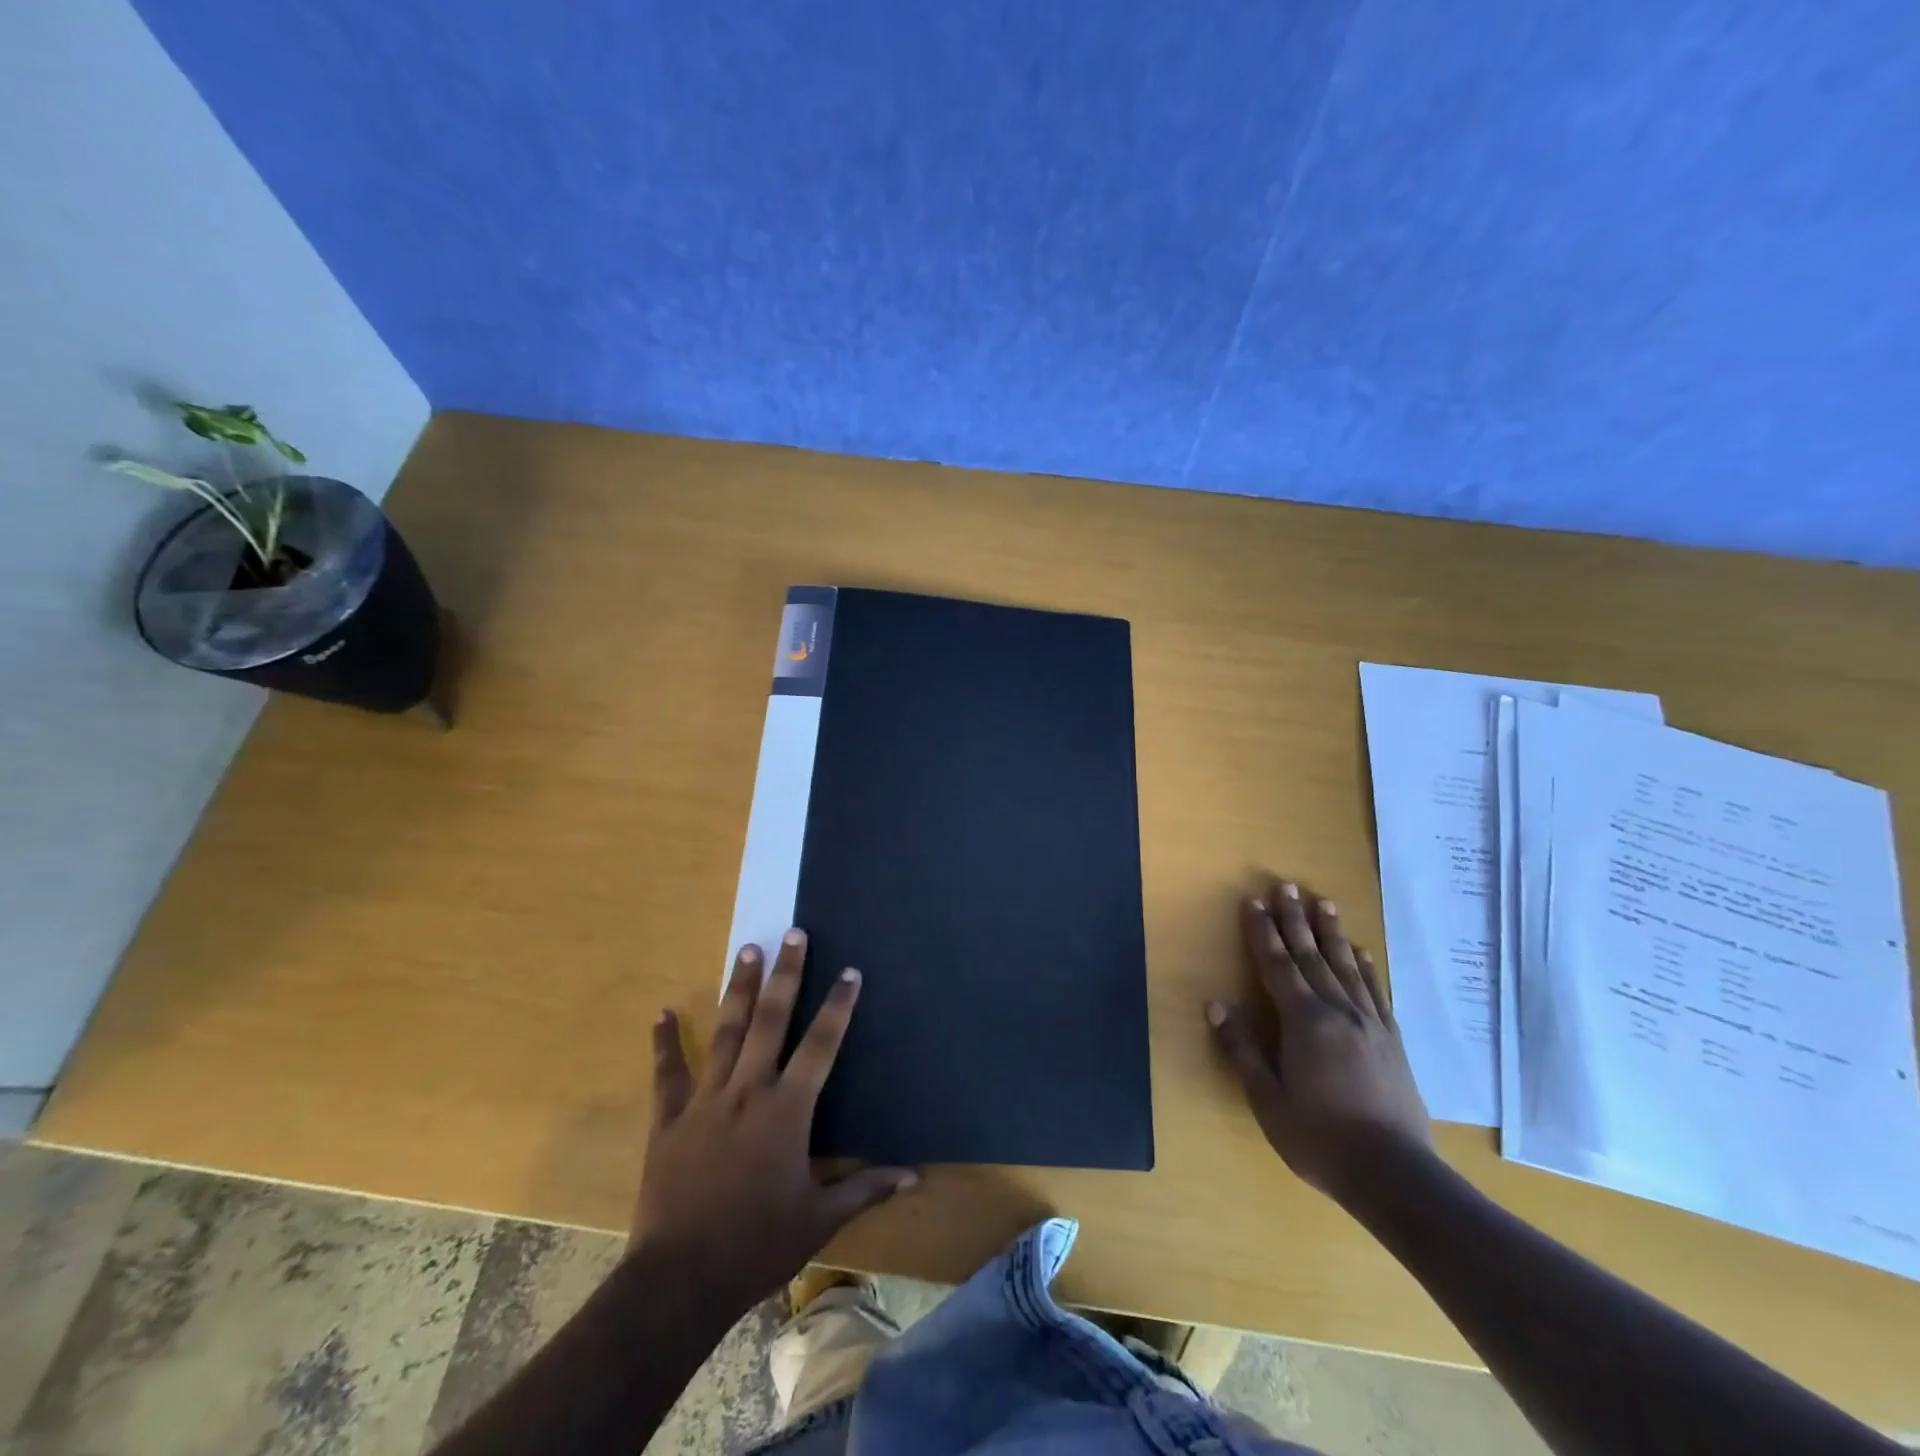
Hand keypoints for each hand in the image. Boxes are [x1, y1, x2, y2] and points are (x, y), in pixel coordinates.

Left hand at [635, 929, 915, 1311]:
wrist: (680, 1281)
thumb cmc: (758, 1244)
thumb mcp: (820, 1219)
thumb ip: (866, 1188)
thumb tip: (915, 1175)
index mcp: (787, 1110)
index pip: (821, 1045)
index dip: (838, 1006)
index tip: (849, 971)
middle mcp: (748, 1090)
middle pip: (771, 1020)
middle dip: (786, 974)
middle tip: (793, 933)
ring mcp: (706, 1100)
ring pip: (725, 1032)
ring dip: (737, 989)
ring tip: (746, 949)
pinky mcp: (669, 1119)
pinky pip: (668, 1073)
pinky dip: (664, 1043)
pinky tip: (661, 1013)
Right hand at [1206, 881, 1432, 1202]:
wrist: (1395, 1175)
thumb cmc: (1320, 1138)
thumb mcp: (1267, 1100)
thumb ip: (1241, 1049)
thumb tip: (1216, 1005)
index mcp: (1303, 1022)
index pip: (1276, 966)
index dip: (1262, 933)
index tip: (1253, 902)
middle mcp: (1337, 1011)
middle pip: (1311, 956)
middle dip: (1295, 920)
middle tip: (1287, 886)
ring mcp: (1370, 1024)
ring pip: (1345, 966)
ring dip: (1331, 933)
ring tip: (1323, 903)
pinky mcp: (1392, 1041)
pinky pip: (1375, 992)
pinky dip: (1365, 967)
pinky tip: (1361, 953)